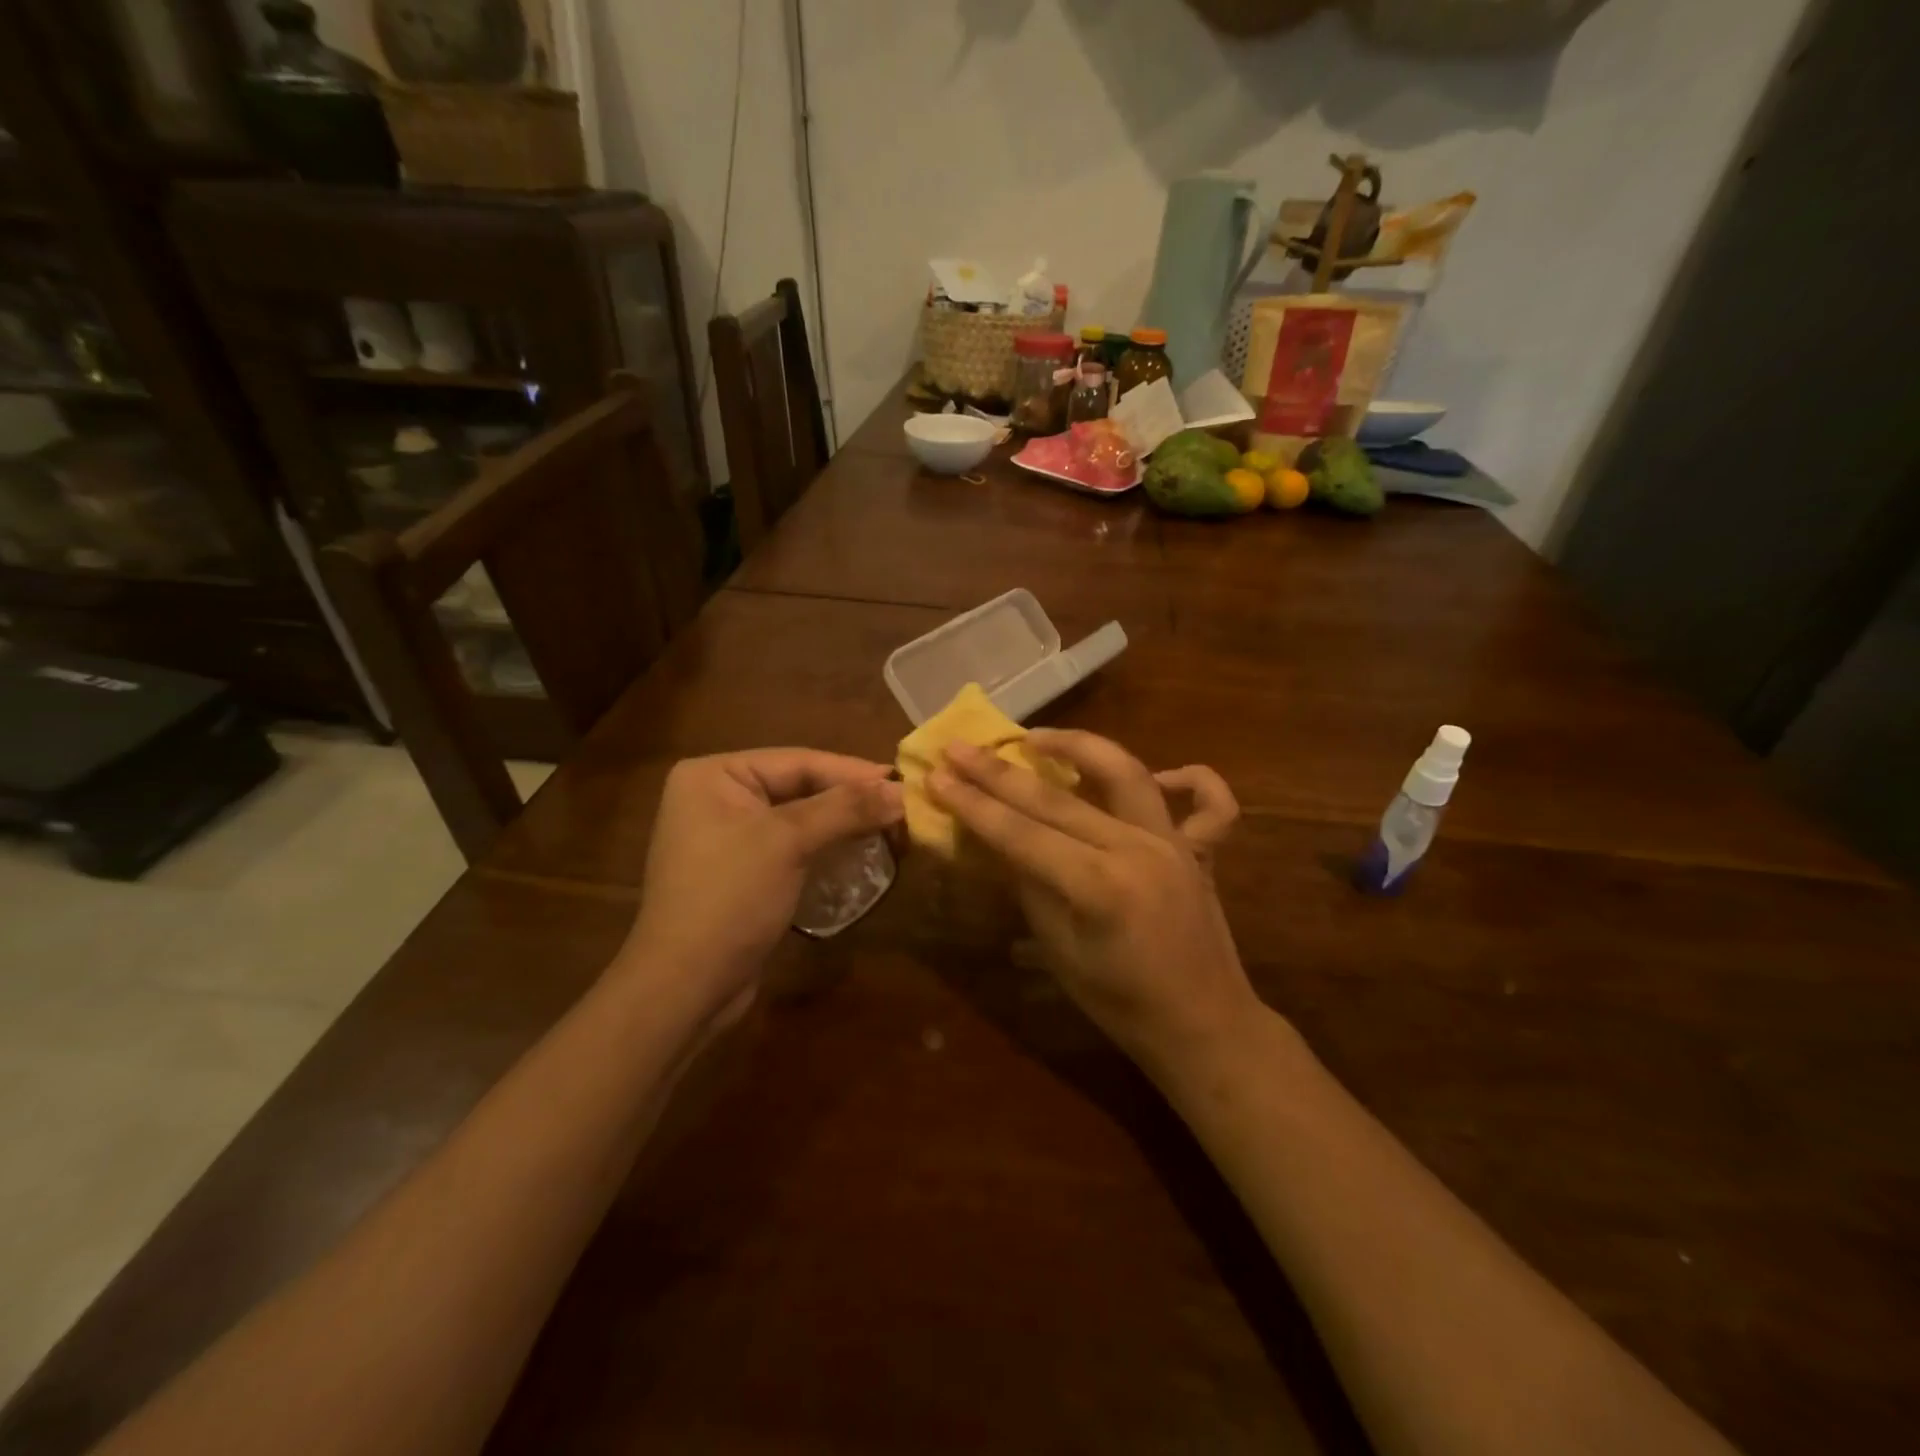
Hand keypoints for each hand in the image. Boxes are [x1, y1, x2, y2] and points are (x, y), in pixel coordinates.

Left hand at [619, 749, 902, 1029]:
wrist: (685, 988)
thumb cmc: (730, 898)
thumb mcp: (788, 842)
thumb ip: (846, 809)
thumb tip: (902, 789)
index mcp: (714, 775)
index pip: (798, 761)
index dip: (854, 772)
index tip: (904, 780)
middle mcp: (716, 796)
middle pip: (799, 786)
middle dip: (850, 799)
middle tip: (903, 804)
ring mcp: (727, 836)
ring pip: (800, 818)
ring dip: (843, 823)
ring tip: (891, 826)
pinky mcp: (742, 871)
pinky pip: (791, 846)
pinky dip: (825, 846)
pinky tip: (860, 852)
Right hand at [927, 730, 1258, 1079]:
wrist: (1204, 1028)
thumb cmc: (1122, 1005)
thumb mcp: (1061, 953)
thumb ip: (1030, 888)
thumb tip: (999, 841)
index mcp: (1099, 887)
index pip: (1022, 834)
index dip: (974, 805)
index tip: (937, 775)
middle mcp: (1137, 850)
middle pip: (1058, 799)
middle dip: (1001, 772)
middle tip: (961, 747)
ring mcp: (1174, 844)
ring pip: (1125, 773)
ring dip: (1079, 747)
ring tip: (1036, 737)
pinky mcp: (1199, 849)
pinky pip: (1210, 803)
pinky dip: (1188, 778)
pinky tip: (1158, 774)